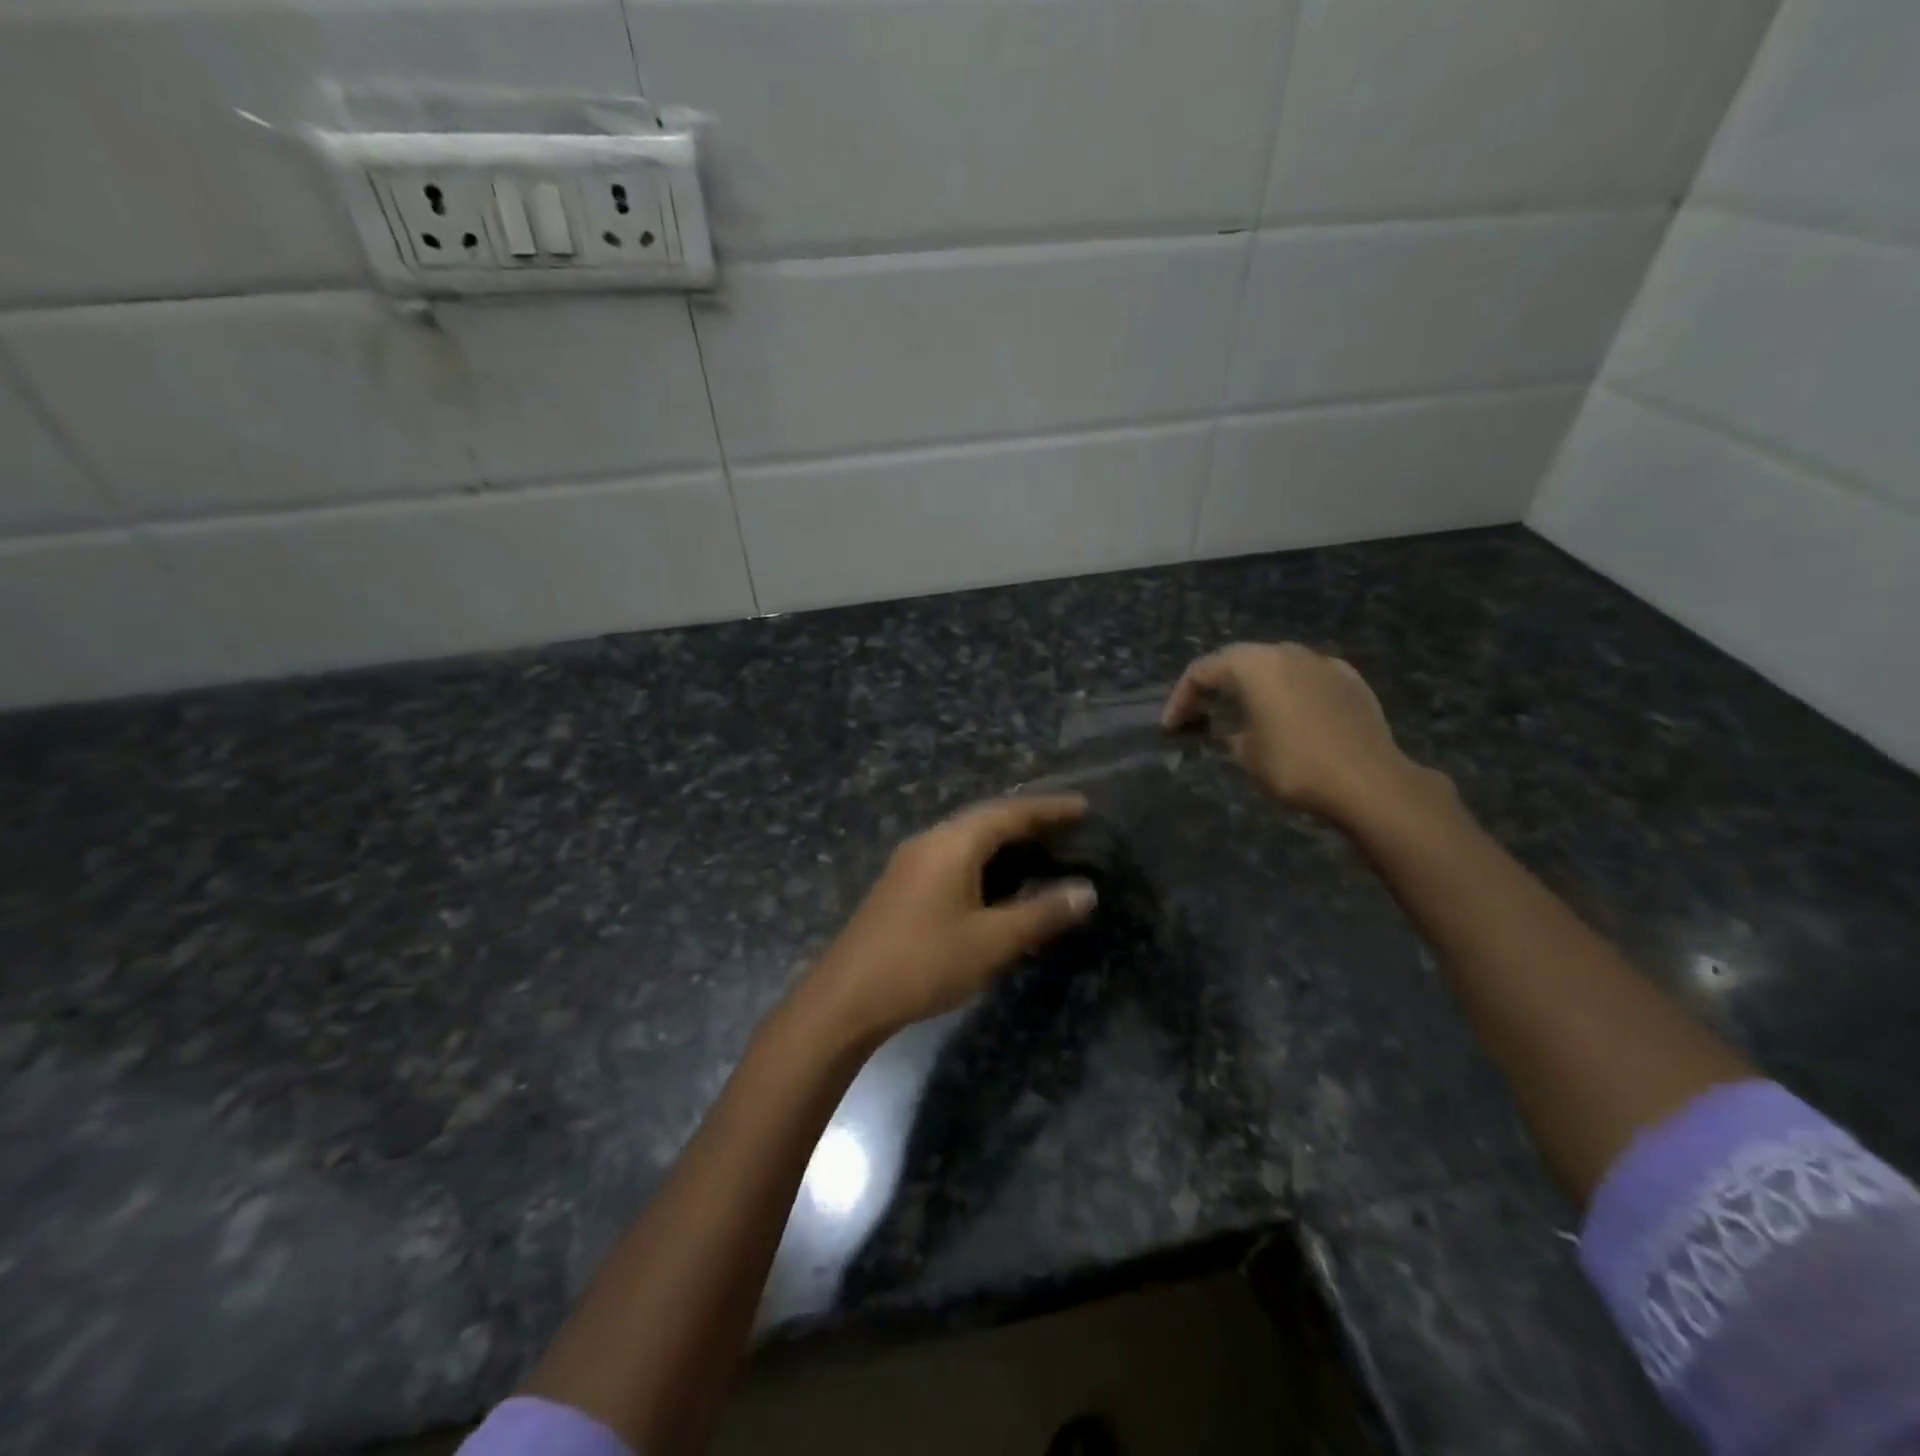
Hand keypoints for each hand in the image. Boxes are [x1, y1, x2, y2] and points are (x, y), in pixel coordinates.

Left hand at [800, 795, 1097, 1040]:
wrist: (847, 997)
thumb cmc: (925, 962)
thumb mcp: (992, 941)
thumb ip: (1041, 913)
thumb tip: (1086, 891)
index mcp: (952, 843)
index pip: (1009, 813)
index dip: (1048, 809)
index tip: (1083, 806)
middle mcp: (930, 841)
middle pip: (985, 818)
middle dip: (1027, 820)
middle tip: (1066, 825)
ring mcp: (911, 862)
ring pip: (966, 838)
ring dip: (1003, 840)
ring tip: (1039, 848)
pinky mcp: (902, 885)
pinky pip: (952, 857)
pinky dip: (982, 859)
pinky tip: (996, 882)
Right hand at [1163, 642, 1436, 827]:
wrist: (1370, 782)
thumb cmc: (1295, 766)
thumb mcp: (1245, 754)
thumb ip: (1227, 733)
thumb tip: (1228, 729)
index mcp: (1254, 665)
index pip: (1202, 671)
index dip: (1180, 698)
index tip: (1170, 728)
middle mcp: (1287, 652)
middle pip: (1238, 661)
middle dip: (1215, 686)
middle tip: (1199, 715)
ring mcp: (1323, 663)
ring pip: (1275, 666)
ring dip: (1253, 687)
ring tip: (1242, 714)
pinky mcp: (1350, 680)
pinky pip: (1306, 678)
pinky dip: (1287, 692)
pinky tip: (1288, 716)